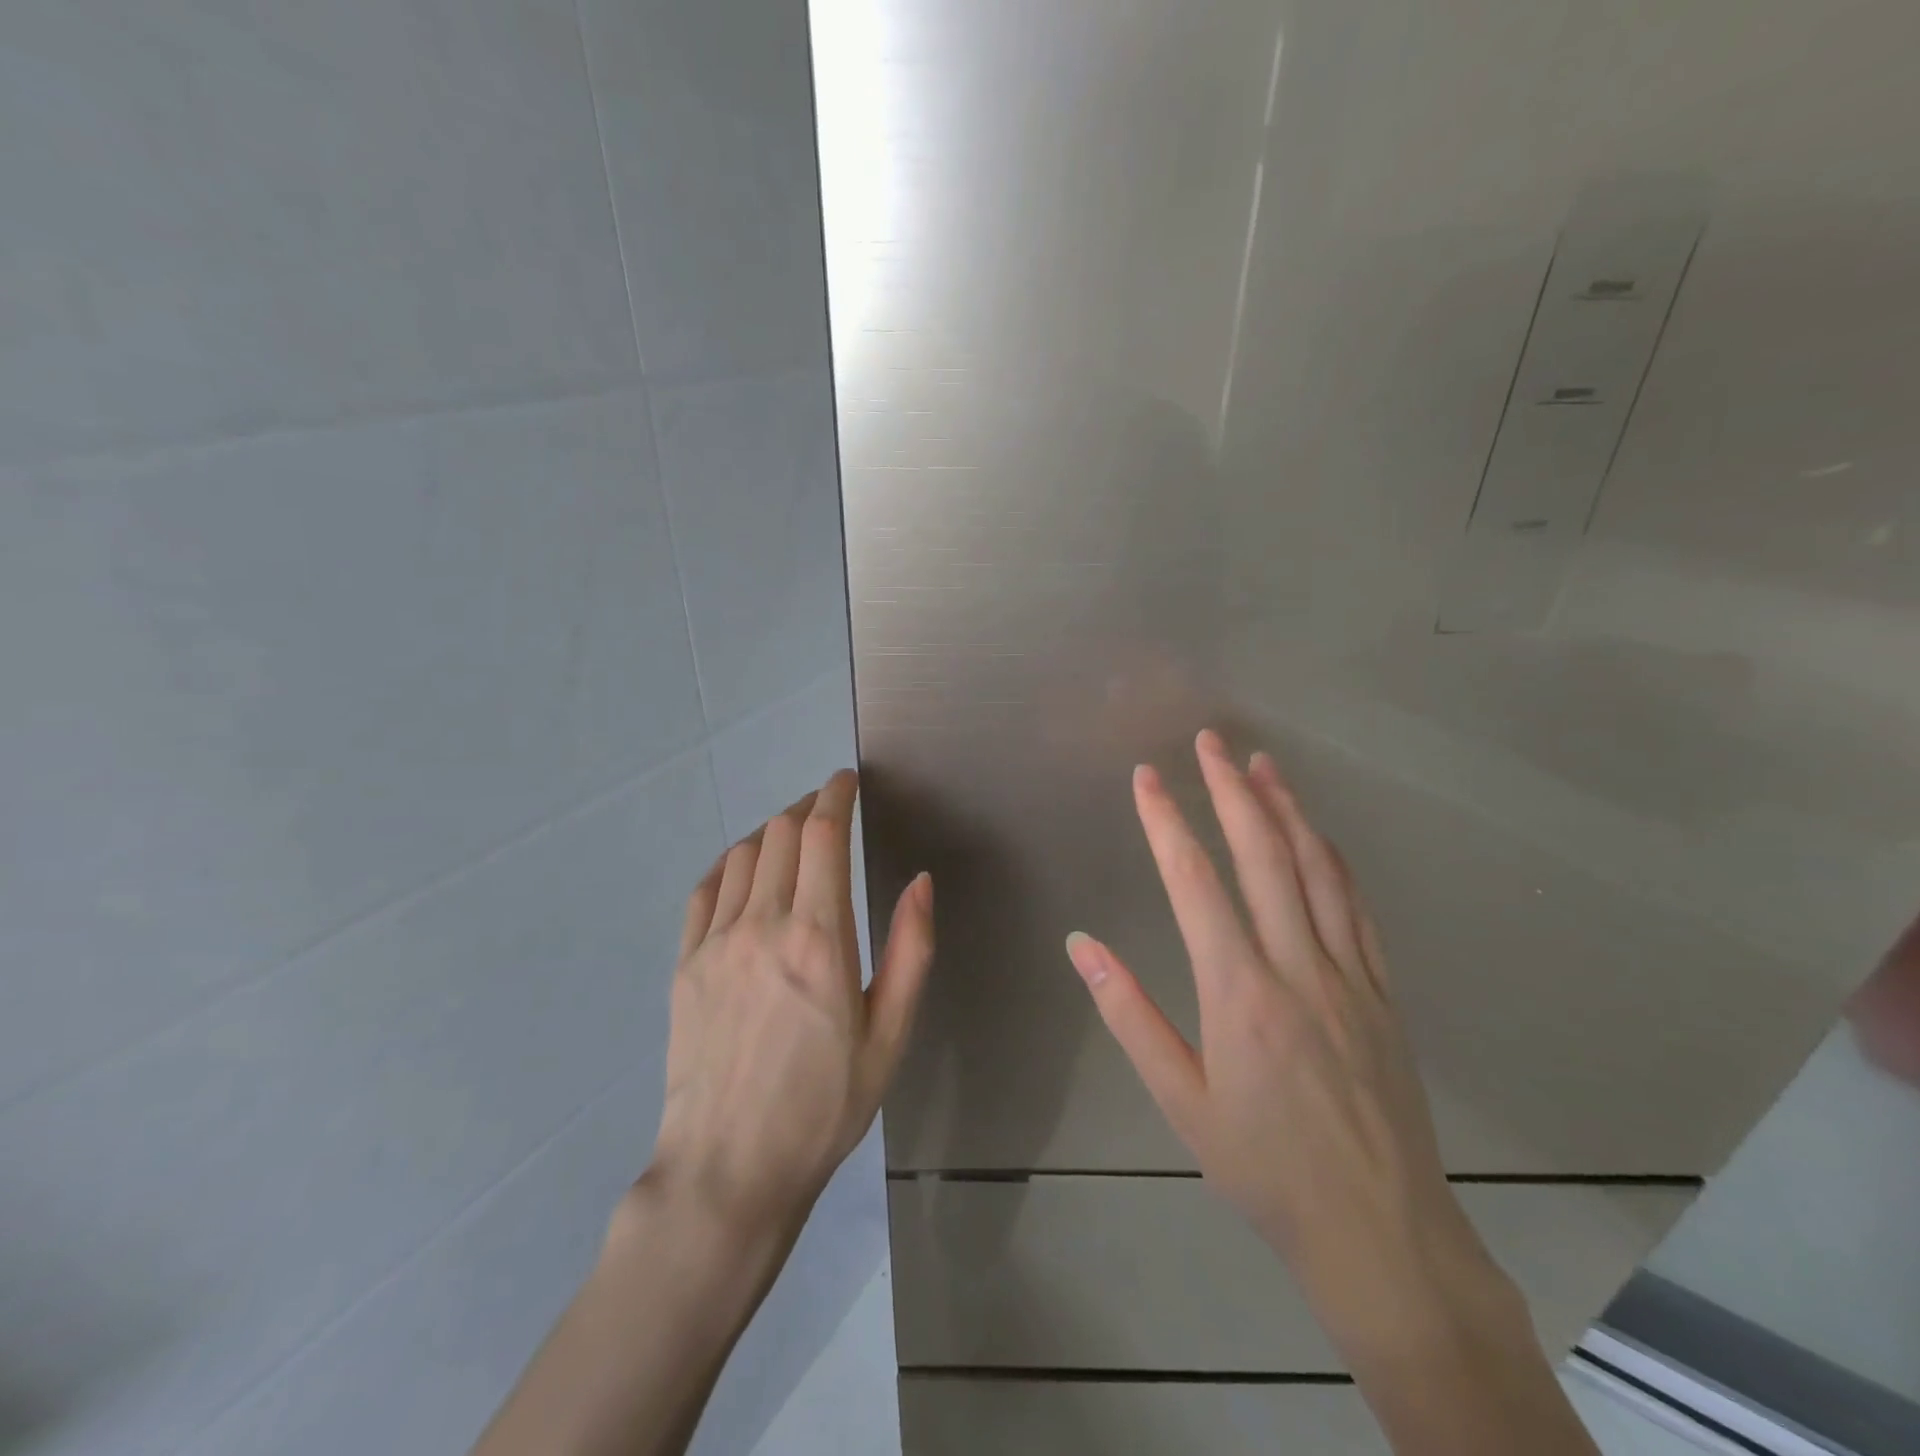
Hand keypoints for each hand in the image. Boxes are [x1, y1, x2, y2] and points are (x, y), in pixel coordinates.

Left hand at [643, 769, 934, 1242]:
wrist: (729, 1170)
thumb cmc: (825, 1106)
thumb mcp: (890, 1035)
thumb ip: (910, 949)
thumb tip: (919, 880)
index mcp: (819, 939)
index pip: (823, 835)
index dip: (835, 796)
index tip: (847, 780)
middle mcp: (762, 925)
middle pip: (781, 833)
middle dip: (808, 807)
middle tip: (829, 810)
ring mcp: (715, 943)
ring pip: (743, 854)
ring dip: (772, 831)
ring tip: (794, 836)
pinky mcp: (685, 965)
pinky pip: (706, 889)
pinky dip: (731, 864)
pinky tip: (746, 871)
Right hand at [1066, 731, 1506, 1355]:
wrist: (1380, 1231)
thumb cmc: (1264, 1167)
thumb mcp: (1180, 1100)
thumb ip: (1129, 1015)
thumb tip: (1082, 945)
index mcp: (1239, 993)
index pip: (1195, 882)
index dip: (1167, 822)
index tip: (1147, 777)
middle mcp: (1297, 967)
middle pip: (1263, 856)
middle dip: (1231, 790)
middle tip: (1210, 741)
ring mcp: (1349, 974)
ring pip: (1317, 869)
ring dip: (1286, 808)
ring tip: (1261, 763)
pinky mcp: (1383, 991)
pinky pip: (1357, 907)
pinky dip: (1332, 858)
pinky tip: (1317, 833)